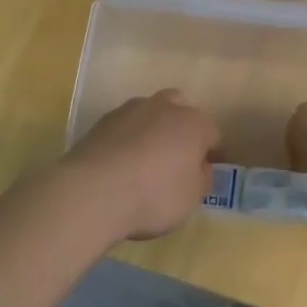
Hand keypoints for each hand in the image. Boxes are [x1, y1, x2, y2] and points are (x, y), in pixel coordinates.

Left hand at [59, 90, 219, 241]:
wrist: (93, 191)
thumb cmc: (154, 196)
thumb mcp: (192, 199)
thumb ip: (201, 179)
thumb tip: (199, 168)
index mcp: (195, 124)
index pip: (213, 135)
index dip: (212, 154)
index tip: (205, 173)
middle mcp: (166, 107)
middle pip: (181, 112)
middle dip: (181, 131)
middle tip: (175, 159)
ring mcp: (131, 110)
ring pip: (150, 115)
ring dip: (152, 131)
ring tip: (143, 162)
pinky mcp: (102, 121)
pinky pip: (124, 127)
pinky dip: (126, 140)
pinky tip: (120, 164)